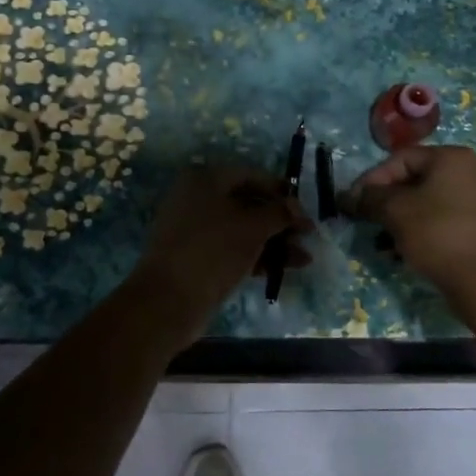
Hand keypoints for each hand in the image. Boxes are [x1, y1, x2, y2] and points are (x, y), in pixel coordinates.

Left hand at [129, 165, 311, 339]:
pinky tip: (285, 268)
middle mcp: (197, 198)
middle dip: (280, 220)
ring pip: (243, 229)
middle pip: (248, 203)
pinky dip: (258, 255)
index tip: (304, 209)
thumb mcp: (252, 227)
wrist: (169, 300)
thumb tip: (296, 208)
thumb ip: (279, 213)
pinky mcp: (198, 257)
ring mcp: (195, 230)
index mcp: (204, 179)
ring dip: (274, 241)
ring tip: (304, 258)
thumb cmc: (213, 250)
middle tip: (307, 235)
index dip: (280, 191)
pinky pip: (233, 249)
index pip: (251, 175)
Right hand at [346, 145, 475, 295]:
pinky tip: (410, 248)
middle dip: (388, 200)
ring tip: (386, 239)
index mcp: (453, 158)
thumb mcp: (395, 212)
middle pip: (418, 179)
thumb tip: (348, 197)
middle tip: (369, 220)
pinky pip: (448, 218)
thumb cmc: (437, 234)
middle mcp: (474, 170)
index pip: (401, 159)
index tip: (354, 202)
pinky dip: (426, 227)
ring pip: (432, 200)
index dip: (372, 179)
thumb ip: (369, 199)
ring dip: (405, 216)